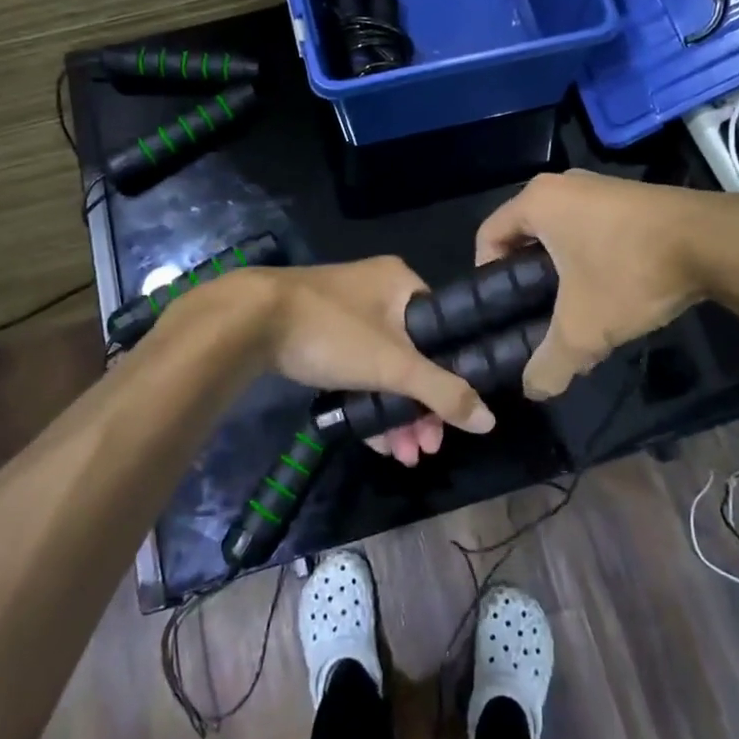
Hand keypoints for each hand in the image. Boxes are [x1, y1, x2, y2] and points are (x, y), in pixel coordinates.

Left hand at [238, 258, 495, 464]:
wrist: (247, 321)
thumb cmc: (333, 332)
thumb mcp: (393, 365)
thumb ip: (443, 391)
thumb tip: (490, 420)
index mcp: (402, 282)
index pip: (443, 332)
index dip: (451, 379)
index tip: (450, 421)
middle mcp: (378, 291)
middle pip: (414, 356)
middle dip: (420, 408)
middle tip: (424, 448)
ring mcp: (346, 311)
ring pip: (384, 367)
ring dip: (395, 412)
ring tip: (403, 456)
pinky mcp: (319, 331)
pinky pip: (356, 368)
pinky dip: (368, 401)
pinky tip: (376, 443)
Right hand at [475, 170, 720, 399]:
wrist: (715, 243)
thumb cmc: (630, 273)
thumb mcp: (583, 329)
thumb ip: (549, 364)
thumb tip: (533, 390)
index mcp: (537, 201)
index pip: (488, 235)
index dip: (487, 277)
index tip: (504, 312)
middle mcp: (563, 185)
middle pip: (524, 236)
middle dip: (528, 278)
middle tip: (537, 317)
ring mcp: (601, 187)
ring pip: (562, 234)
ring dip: (562, 271)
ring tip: (578, 310)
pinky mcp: (632, 198)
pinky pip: (594, 229)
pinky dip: (593, 259)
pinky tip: (613, 292)